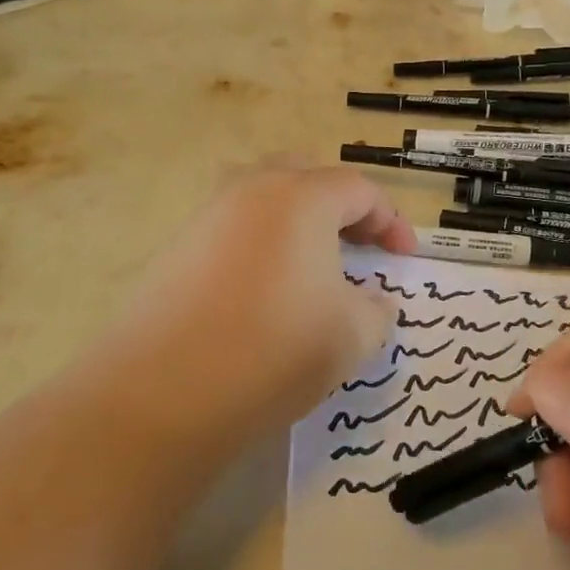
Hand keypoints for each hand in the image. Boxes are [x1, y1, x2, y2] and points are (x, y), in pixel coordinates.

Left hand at [101, 163, 415, 450]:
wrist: (164, 393)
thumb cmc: (275, 351)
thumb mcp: (352, 335)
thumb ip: (377, 310)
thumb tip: (374, 301)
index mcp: (302, 198)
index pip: (360, 190)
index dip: (391, 221)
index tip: (405, 258)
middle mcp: (252, 191)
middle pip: (309, 177)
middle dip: (343, 207)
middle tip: (360, 247)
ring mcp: (208, 216)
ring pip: (266, 198)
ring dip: (300, 223)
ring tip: (315, 267)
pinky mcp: (178, 248)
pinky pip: (235, 228)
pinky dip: (264, 244)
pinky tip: (268, 290)